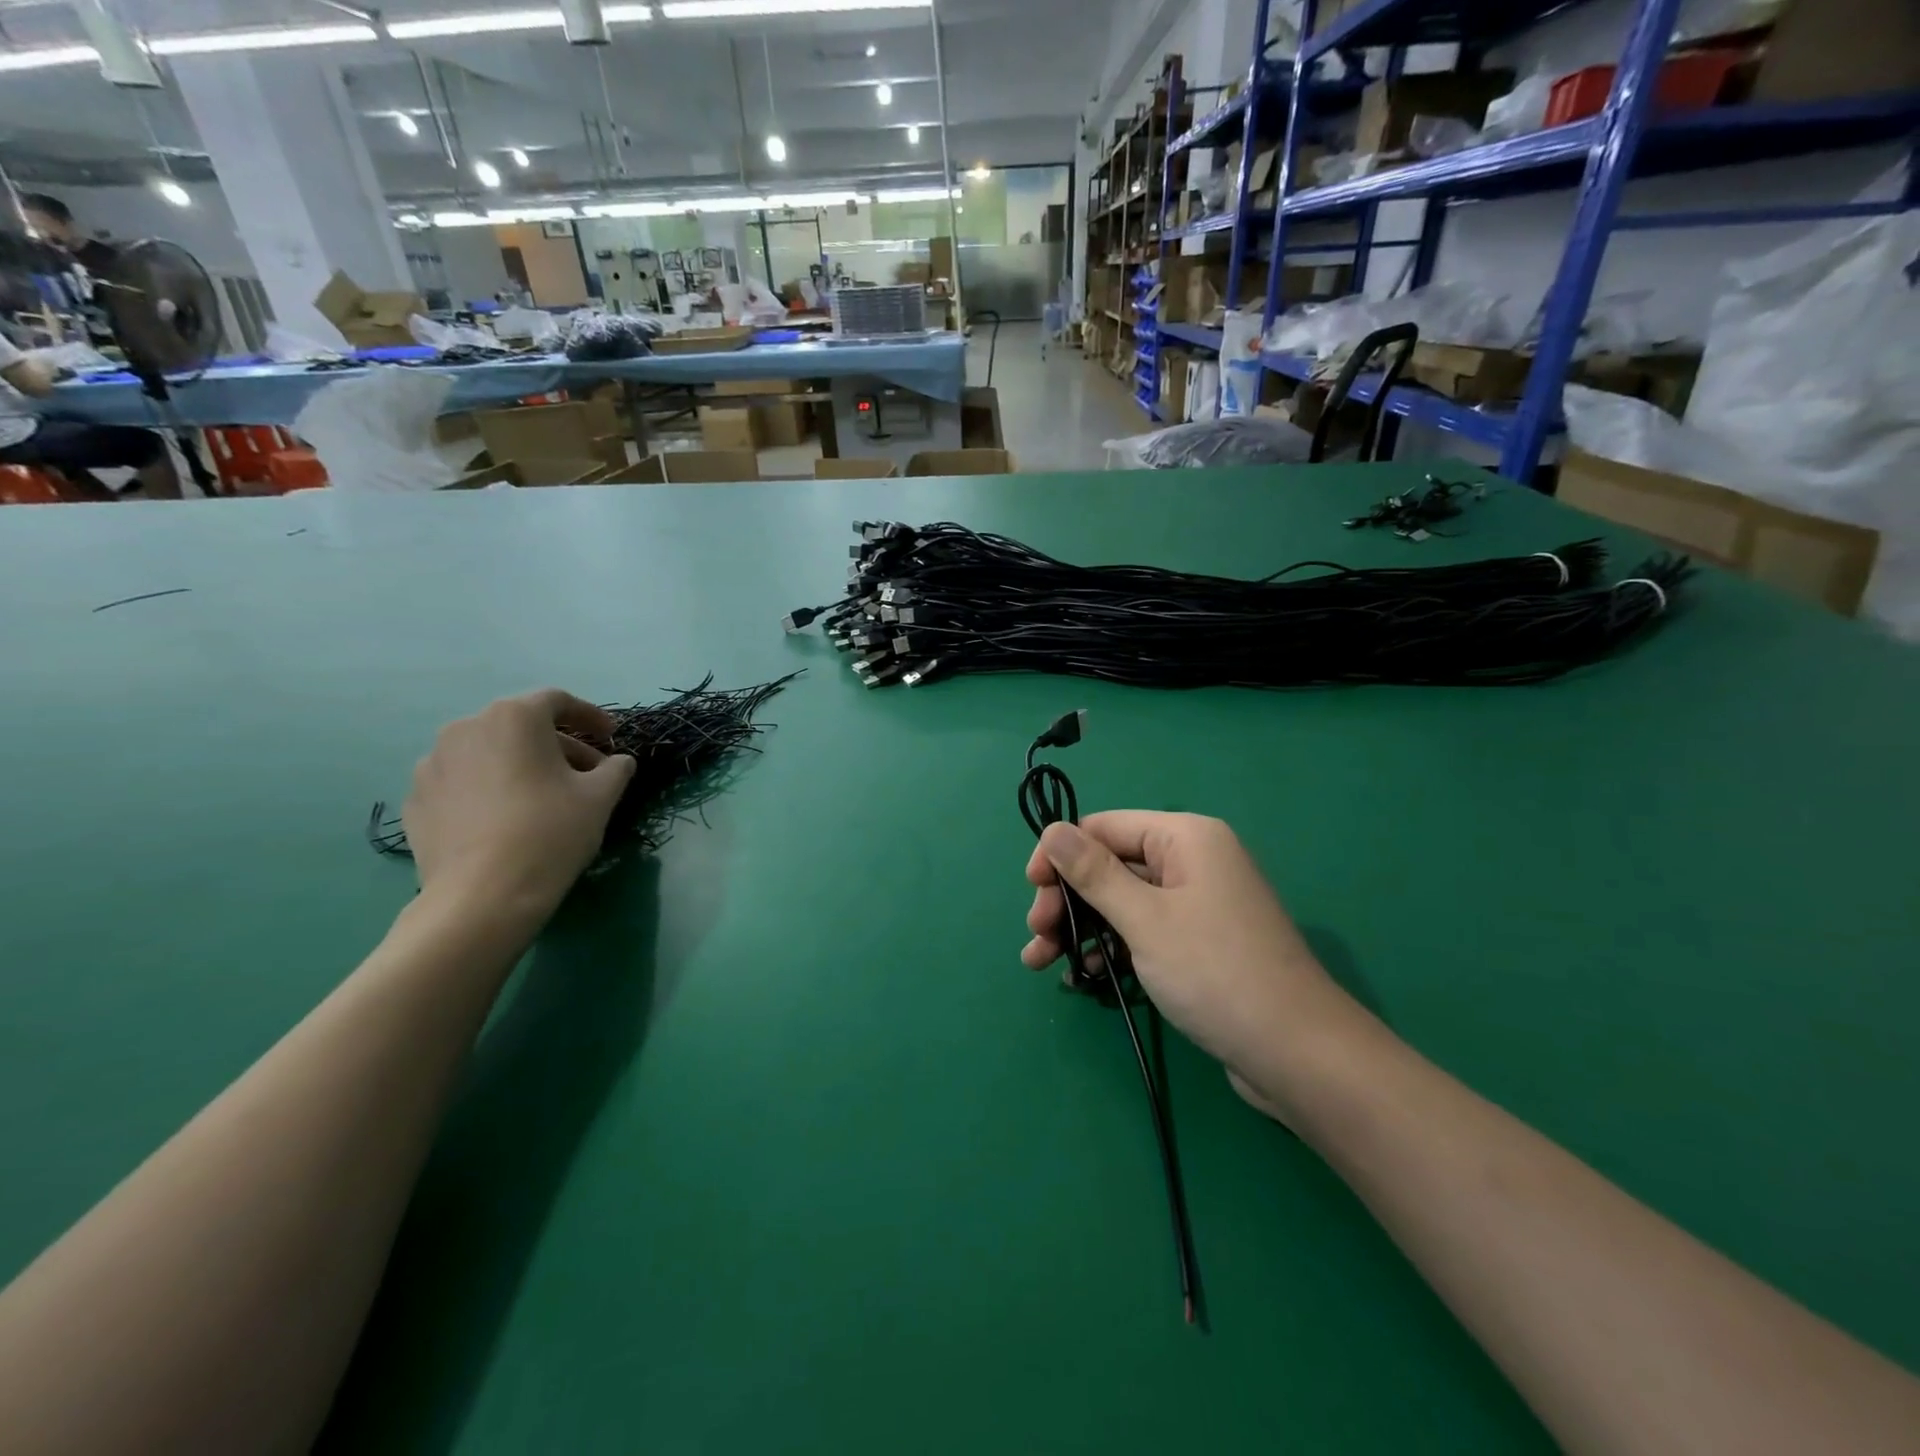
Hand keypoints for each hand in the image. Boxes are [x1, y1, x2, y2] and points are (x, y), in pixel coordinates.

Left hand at [403, 689, 635, 921]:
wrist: (482, 896)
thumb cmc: (551, 832)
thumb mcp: (601, 797)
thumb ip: (616, 768)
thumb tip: (619, 761)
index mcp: (513, 718)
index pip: (557, 701)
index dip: (590, 715)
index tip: (612, 737)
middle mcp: (466, 728)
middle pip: (521, 726)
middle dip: (559, 745)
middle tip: (587, 774)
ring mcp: (432, 764)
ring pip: (489, 753)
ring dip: (521, 765)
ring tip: (545, 797)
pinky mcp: (416, 799)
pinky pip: (462, 781)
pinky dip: (489, 788)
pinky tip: (507, 818)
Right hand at [1023, 812, 1364, 1122]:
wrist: (1297, 1053)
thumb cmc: (1215, 972)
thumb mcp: (1144, 919)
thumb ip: (1093, 873)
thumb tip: (1051, 829)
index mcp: (1185, 837)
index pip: (1105, 826)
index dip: (1061, 854)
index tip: (1031, 890)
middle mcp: (1192, 860)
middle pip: (1110, 864)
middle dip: (1068, 899)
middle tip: (1037, 936)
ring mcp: (1198, 902)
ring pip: (1122, 902)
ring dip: (1081, 928)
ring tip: (1042, 962)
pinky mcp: (1199, 941)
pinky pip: (1143, 930)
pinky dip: (1111, 948)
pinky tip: (1083, 977)